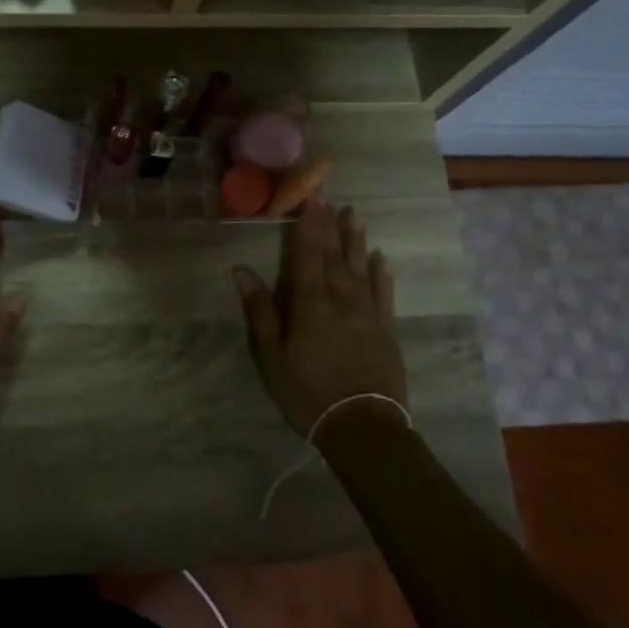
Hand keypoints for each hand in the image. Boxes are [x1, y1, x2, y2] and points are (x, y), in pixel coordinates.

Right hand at [231, 200, 406, 434]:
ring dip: (356, 242)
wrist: (362, 427)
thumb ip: (260, 311)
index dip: (307, 228)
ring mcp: (367, 315)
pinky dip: (382, 276)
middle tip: (330, 200)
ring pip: (360, 270)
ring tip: (354, 217)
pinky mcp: (387, 332)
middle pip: (333, 258)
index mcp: (309, 304)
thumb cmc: (306, 392)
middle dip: (329, 228)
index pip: (306, 257)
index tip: (310, 201)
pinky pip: (384, 296)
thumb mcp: (271, 356)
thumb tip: (242, 270)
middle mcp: (340, 300)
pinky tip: (382, 259)